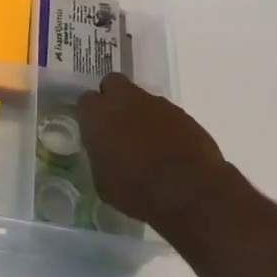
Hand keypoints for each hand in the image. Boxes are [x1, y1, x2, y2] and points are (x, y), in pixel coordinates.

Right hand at [75, 73, 247, 237]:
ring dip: (140, 114)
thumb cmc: (137, 191)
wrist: (191, 194)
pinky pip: (166, 114)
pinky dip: (164, 126)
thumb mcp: (103, 182)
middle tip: (116, 124)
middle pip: (113, 83)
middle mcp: (125, 101)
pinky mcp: (183, 115)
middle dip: (113, 98)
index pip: (85, 100)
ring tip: (146, 143)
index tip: (93, 130)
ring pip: (142, 98)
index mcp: (98, 115)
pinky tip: (168, 149)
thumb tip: (105, 152)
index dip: (89, 114)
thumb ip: (99, 157)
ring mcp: (157, 104)